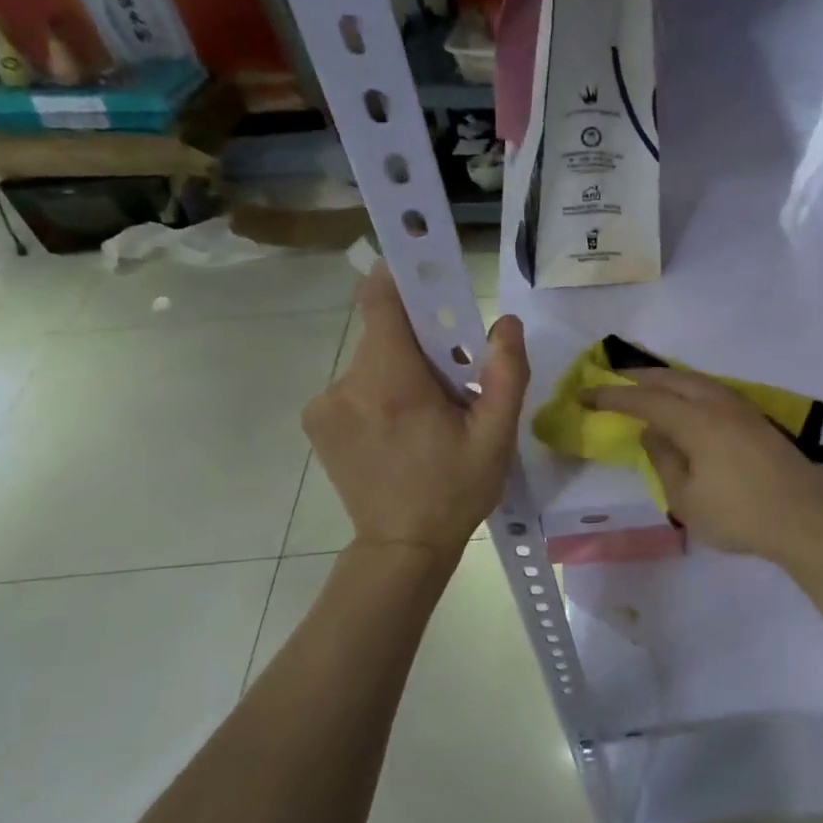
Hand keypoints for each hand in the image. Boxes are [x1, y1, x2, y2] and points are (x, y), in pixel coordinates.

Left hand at [303, 264, 528, 554]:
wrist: (402, 547)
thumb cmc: (456, 490)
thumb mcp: (496, 437)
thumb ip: (506, 373)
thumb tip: (506, 322)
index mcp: (394, 384)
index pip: (381, 302)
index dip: (402, 278)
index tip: (426, 274)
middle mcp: (348, 385)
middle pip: (384, 335)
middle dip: (420, 345)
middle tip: (452, 382)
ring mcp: (325, 404)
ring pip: (372, 361)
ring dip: (401, 372)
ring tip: (426, 418)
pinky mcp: (316, 421)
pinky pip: (355, 386)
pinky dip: (380, 393)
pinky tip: (399, 432)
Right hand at [582, 367, 822, 565]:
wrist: (804, 521)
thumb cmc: (739, 516)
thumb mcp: (686, 499)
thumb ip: (664, 460)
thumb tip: (651, 432)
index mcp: (697, 421)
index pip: (647, 400)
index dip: (614, 397)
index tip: (587, 395)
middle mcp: (719, 405)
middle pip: (675, 379)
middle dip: (642, 377)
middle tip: (615, 379)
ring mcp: (743, 410)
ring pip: (699, 381)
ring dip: (669, 379)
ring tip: (649, 385)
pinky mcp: (759, 422)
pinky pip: (715, 392)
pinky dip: (692, 389)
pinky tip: (689, 402)